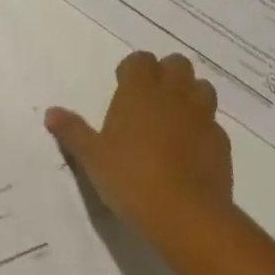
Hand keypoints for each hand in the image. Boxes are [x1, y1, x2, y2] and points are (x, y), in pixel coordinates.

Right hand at [46, 52, 233, 242]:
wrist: (186, 215)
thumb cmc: (131, 177)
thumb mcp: (92, 157)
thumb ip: (73, 131)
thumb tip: (51, 112)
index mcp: (140, 88)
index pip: (141, 60)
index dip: (133, 70)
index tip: (123, 87)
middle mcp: (173, 93)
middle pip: (177, 64)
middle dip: (166, 74)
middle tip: (150, 99)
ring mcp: (202, 116)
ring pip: (202, 88)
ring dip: (190, 96)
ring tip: (175, 119)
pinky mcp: (222, 143)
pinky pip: (213, 125)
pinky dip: (203, 130)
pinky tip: (192, 151)